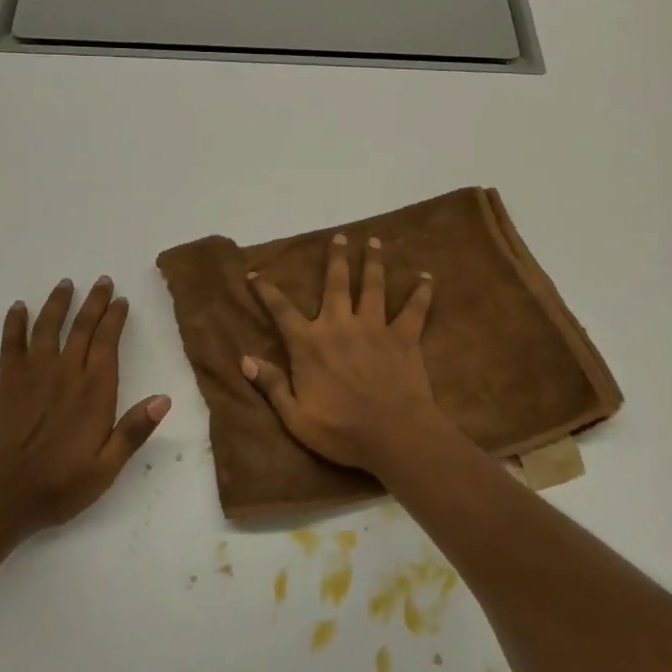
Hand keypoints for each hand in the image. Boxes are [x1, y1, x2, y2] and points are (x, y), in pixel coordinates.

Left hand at [0, 277, 169, 536]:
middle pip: (82, 329)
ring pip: (48, 328)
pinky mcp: (6, 383)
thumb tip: (164, 398)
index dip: (115, 320)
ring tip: (66, 284)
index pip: (108, 344)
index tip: (121, 300)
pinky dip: (14, 323)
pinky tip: (18, 308)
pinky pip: (11, 345)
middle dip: (94, 303)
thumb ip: (133, 432)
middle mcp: (65, 374)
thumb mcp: (105, 469)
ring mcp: (33, 376)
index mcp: (93, 393)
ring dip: (58, 304)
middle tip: (103, 281)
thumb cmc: (57, 487)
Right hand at [242, 234, 449, 473]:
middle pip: (335, 283)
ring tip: (374, 242)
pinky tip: (427, 276)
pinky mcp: (404, 337)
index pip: (281, 310)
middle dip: (335, 258)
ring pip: (373, 286)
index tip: (255, 272)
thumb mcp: (295, 417)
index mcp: (309, 344)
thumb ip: (271, 385)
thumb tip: (244, 360)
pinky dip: (421, 291)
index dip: (265, 290)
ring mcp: (374, 328)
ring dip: (373, 262)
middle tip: (339, 236)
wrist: (394, 435)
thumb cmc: (341, 431)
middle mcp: (340, 326)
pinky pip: (414, 309)